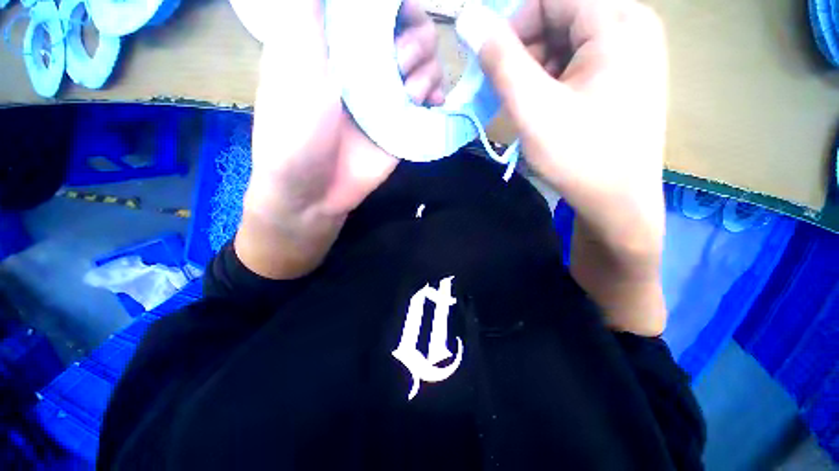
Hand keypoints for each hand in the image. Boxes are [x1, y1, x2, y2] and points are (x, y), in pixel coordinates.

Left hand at [236, 1, 443, 278]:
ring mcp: (390, 98)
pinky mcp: (403, 126)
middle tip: (398, 65)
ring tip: (409, 95)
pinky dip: (438, 97)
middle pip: (414, 31)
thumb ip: (310, 13)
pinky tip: (431, 105)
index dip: (399, 6)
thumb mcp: (294, 63)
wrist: (315, 191)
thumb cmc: (296, 130)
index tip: (400, 18)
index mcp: (341, 42)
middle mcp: (369, 65)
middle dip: (416, 40)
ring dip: (428, 70)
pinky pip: (432, 101)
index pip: (381, 7)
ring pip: (428, 64)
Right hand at [467, 0, 667, 333]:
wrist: (618, 201)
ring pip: (569, 40)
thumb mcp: (532, 108)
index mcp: (617, 21)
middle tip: (511, 96)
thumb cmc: (578, 157)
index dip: (512, 28)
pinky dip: (556, 79)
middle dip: (527, 53)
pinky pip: (582, 59)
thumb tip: (467, 18)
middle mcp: (633, 24)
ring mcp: (635, 49)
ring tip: (530, 108)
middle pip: (561, 17)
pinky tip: (549, 109)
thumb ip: (500, 60)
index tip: (493, 68)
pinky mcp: (629, 72)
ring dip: (539, 70)